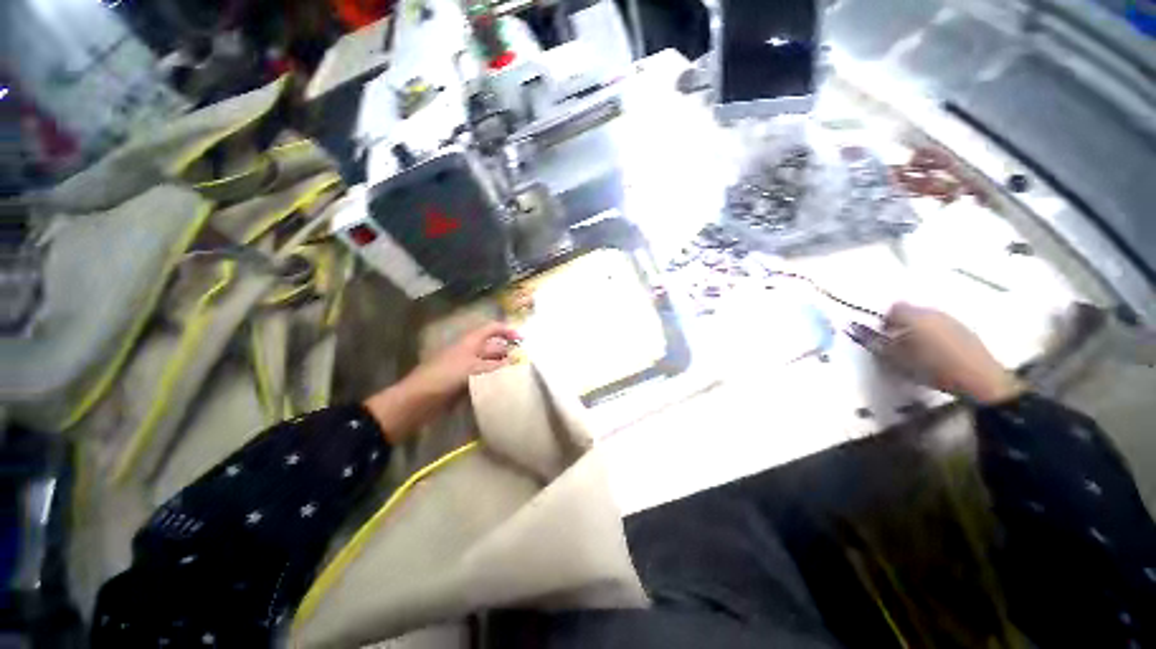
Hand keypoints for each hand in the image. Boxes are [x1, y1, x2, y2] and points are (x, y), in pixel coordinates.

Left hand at [363, 322, 519, 441]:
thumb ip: (495, 364)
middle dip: (509, 351)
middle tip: (527, 361)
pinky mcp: (465, 382)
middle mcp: (470, 351)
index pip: (492, 329)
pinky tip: (505, 387)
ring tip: (521, 375)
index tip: (524, 340)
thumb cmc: (445, 376)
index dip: (508, 331)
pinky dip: (495, 380)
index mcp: (470, 341)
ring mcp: (467, 367)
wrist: (418, 400)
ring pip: (490, 363)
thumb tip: (516, 362)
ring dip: (503, 367)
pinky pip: (485, 378)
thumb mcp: (472, 367)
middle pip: (493, 346)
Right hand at [872, 303, 1024, 404]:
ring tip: (917, 351)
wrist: (979, 379)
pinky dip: (936, 337)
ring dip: (920, 331)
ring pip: (929, 320)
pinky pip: (944, 329)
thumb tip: (866, 338)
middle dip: (903, 325)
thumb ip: (880, 346)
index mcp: (915, 316)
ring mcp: (953, 321)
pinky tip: (936, 354)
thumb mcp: (897, 360)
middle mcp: (934, 313)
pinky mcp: (967, 332)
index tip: (882, 335)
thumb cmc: (935, 368)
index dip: (885, 321)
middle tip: (898, 344)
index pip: (894, 309)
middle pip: (913, 312)